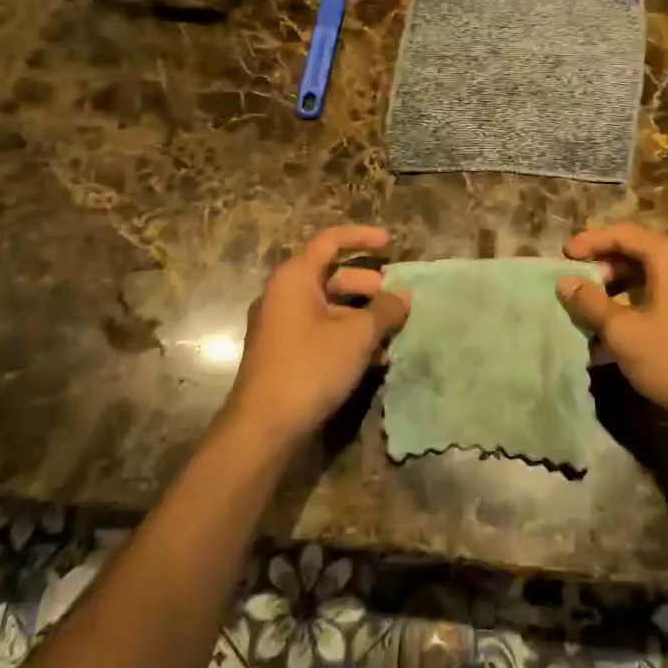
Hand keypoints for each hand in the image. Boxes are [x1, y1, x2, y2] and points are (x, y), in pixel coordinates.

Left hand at [225, 226, 409, 447]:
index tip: (391, 244)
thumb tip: (404, 296)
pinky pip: (322, 332)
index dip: (363, 238)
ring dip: (363, 317)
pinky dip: (348, 337)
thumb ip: (384, 310)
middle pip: (333, 276)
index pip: (331, 241)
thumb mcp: (357, 335)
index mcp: (295, 278)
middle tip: (396, 300)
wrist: (263, 429)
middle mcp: (284, 295)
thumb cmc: (310, 367)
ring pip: (330, 307)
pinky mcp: (285, 354)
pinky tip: (375, 360)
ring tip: (392, 335)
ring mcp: (281, 326)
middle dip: (369, 286)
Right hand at [557, 224, 667, 430]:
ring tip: (596, 311)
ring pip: (655, 275)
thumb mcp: (622, 331)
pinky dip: (642, 302)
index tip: (564, 256)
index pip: (623, 234)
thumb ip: (591, 302)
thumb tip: (566, 282)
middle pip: (640, 252)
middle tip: (580, 286)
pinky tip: (623, 330)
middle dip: (605, 267)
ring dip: (622, 289)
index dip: (590, 242)